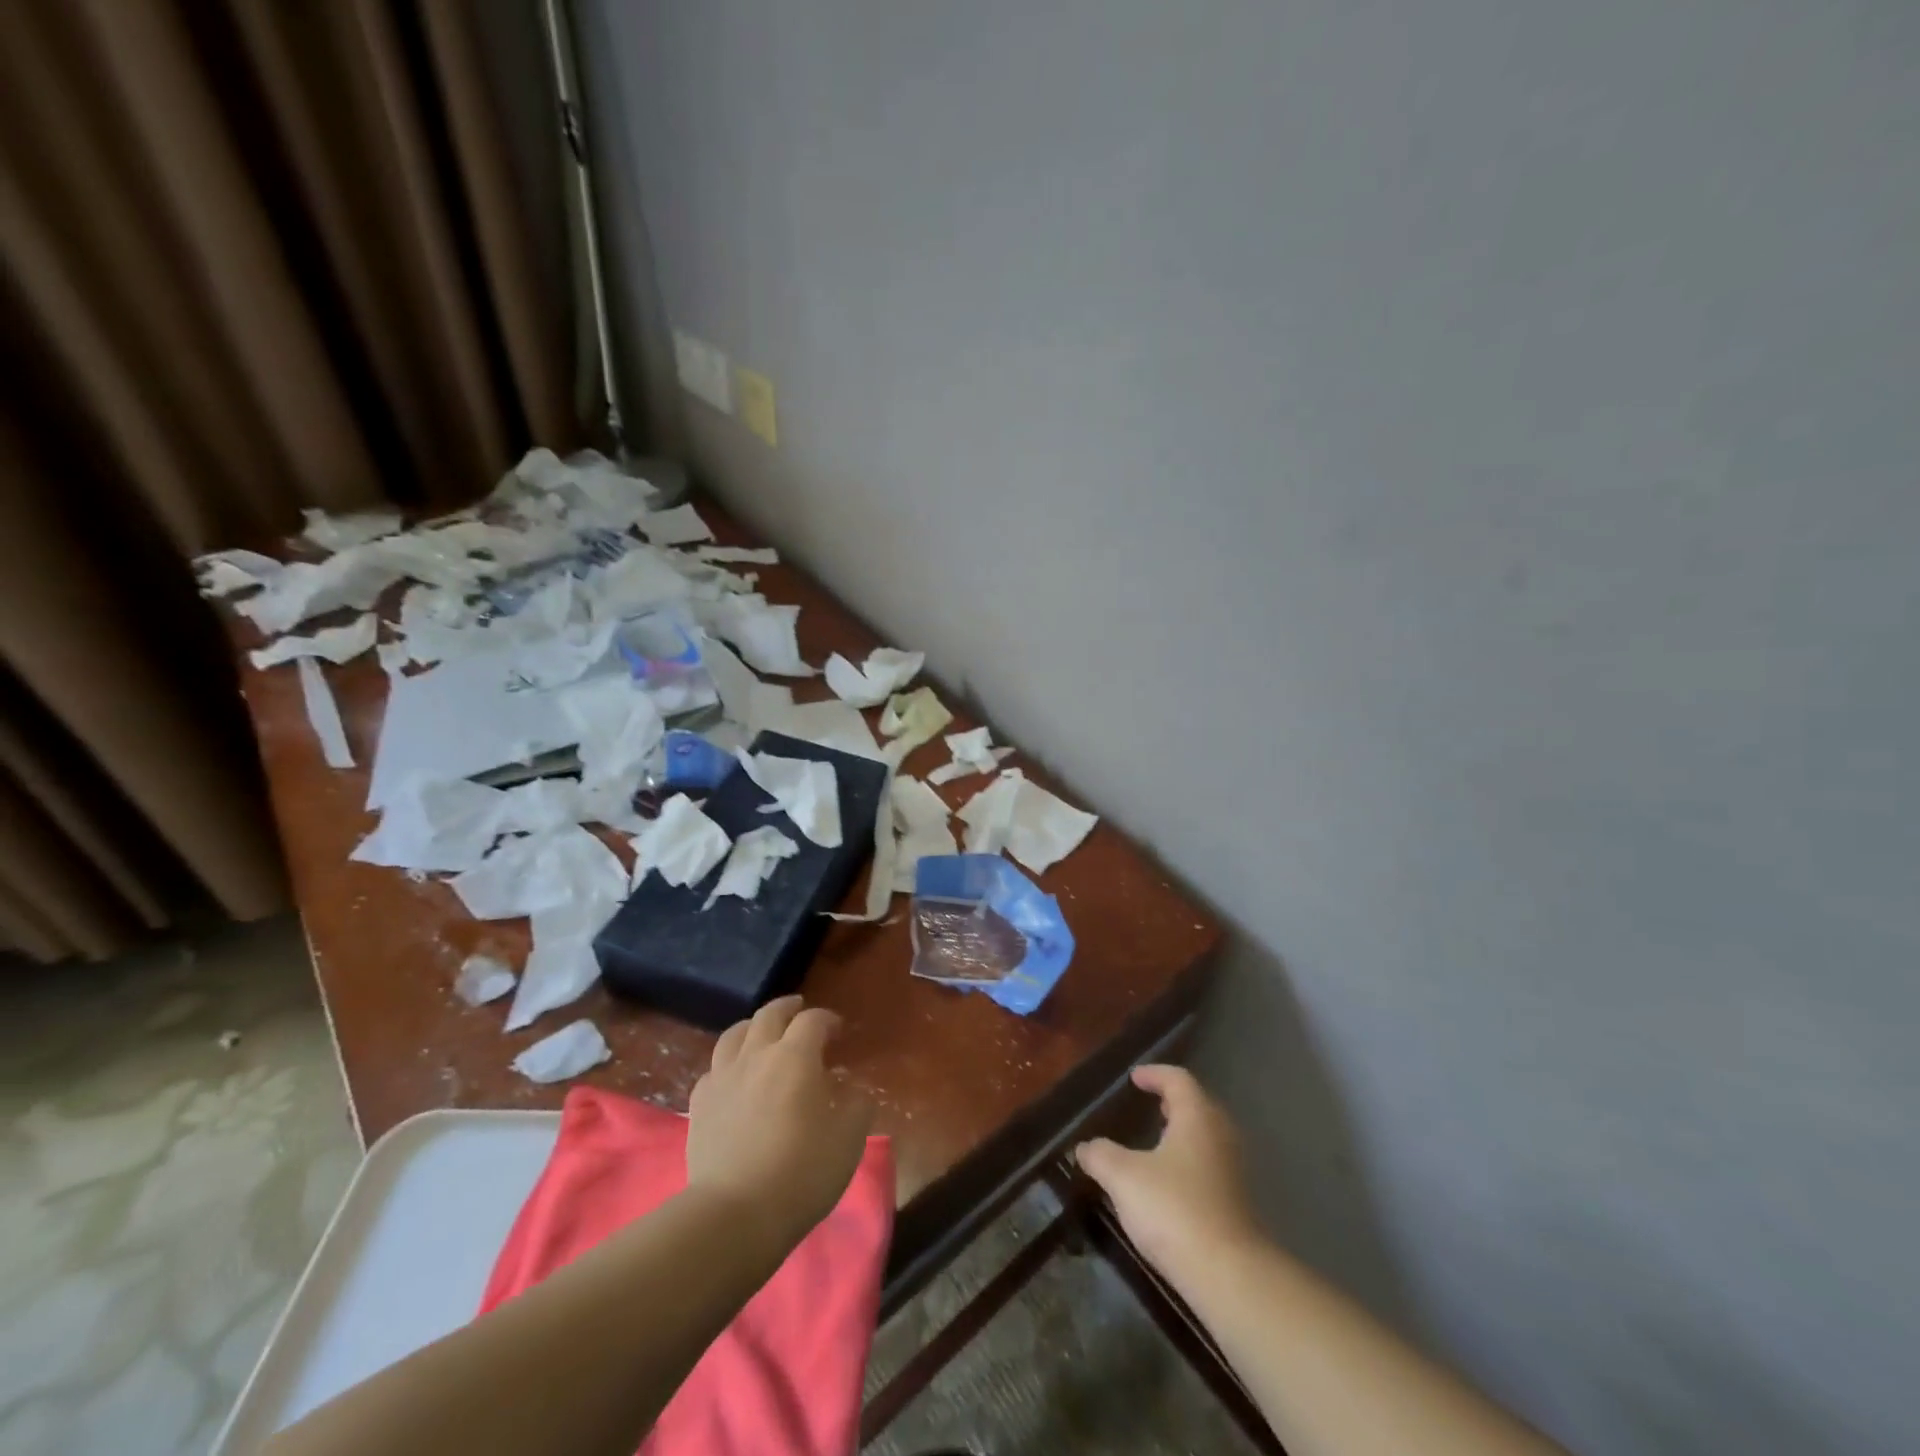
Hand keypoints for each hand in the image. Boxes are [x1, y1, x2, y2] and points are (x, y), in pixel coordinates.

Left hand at [686, 996, 873, 1250]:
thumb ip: (857, 1105)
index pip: (813, 1020)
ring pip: (734, 1034)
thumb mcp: (849, 1139)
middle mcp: (757, 1055)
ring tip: (761, 1033)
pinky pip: (713, 1069)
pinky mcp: (699, 1105)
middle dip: (788, 1007)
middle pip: (769, 1015)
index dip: (827, 1019)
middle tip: (799, 1010)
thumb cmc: (802, 1171)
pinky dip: (728, 1063)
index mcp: (795, 1056)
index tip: (838, 1030)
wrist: (735, 1214)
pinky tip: (734, 1077)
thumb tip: (854, 1090)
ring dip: (752, 1027)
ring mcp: (723, 1077)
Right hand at [1076, 1064, 1262, 1278]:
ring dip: (1182, 1133)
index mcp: (1197, 1117)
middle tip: (1148, 1103)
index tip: (1134, 1077)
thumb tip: (1084, 1147)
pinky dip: (1189, 1161)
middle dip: (1172, 1101)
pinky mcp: (1237, 1203)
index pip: (1178, 1079)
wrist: (1229, 1276)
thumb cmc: (1174, 1209)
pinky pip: (1210, 1165)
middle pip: (1198, 1105)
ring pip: (1206, 1137)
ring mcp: (1233, 1171)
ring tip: (1155, 1141)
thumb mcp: (1123, 1178)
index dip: (1155, 1074)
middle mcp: (1220, 1136)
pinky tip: (1169, 1182)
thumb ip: (1101, 1156)